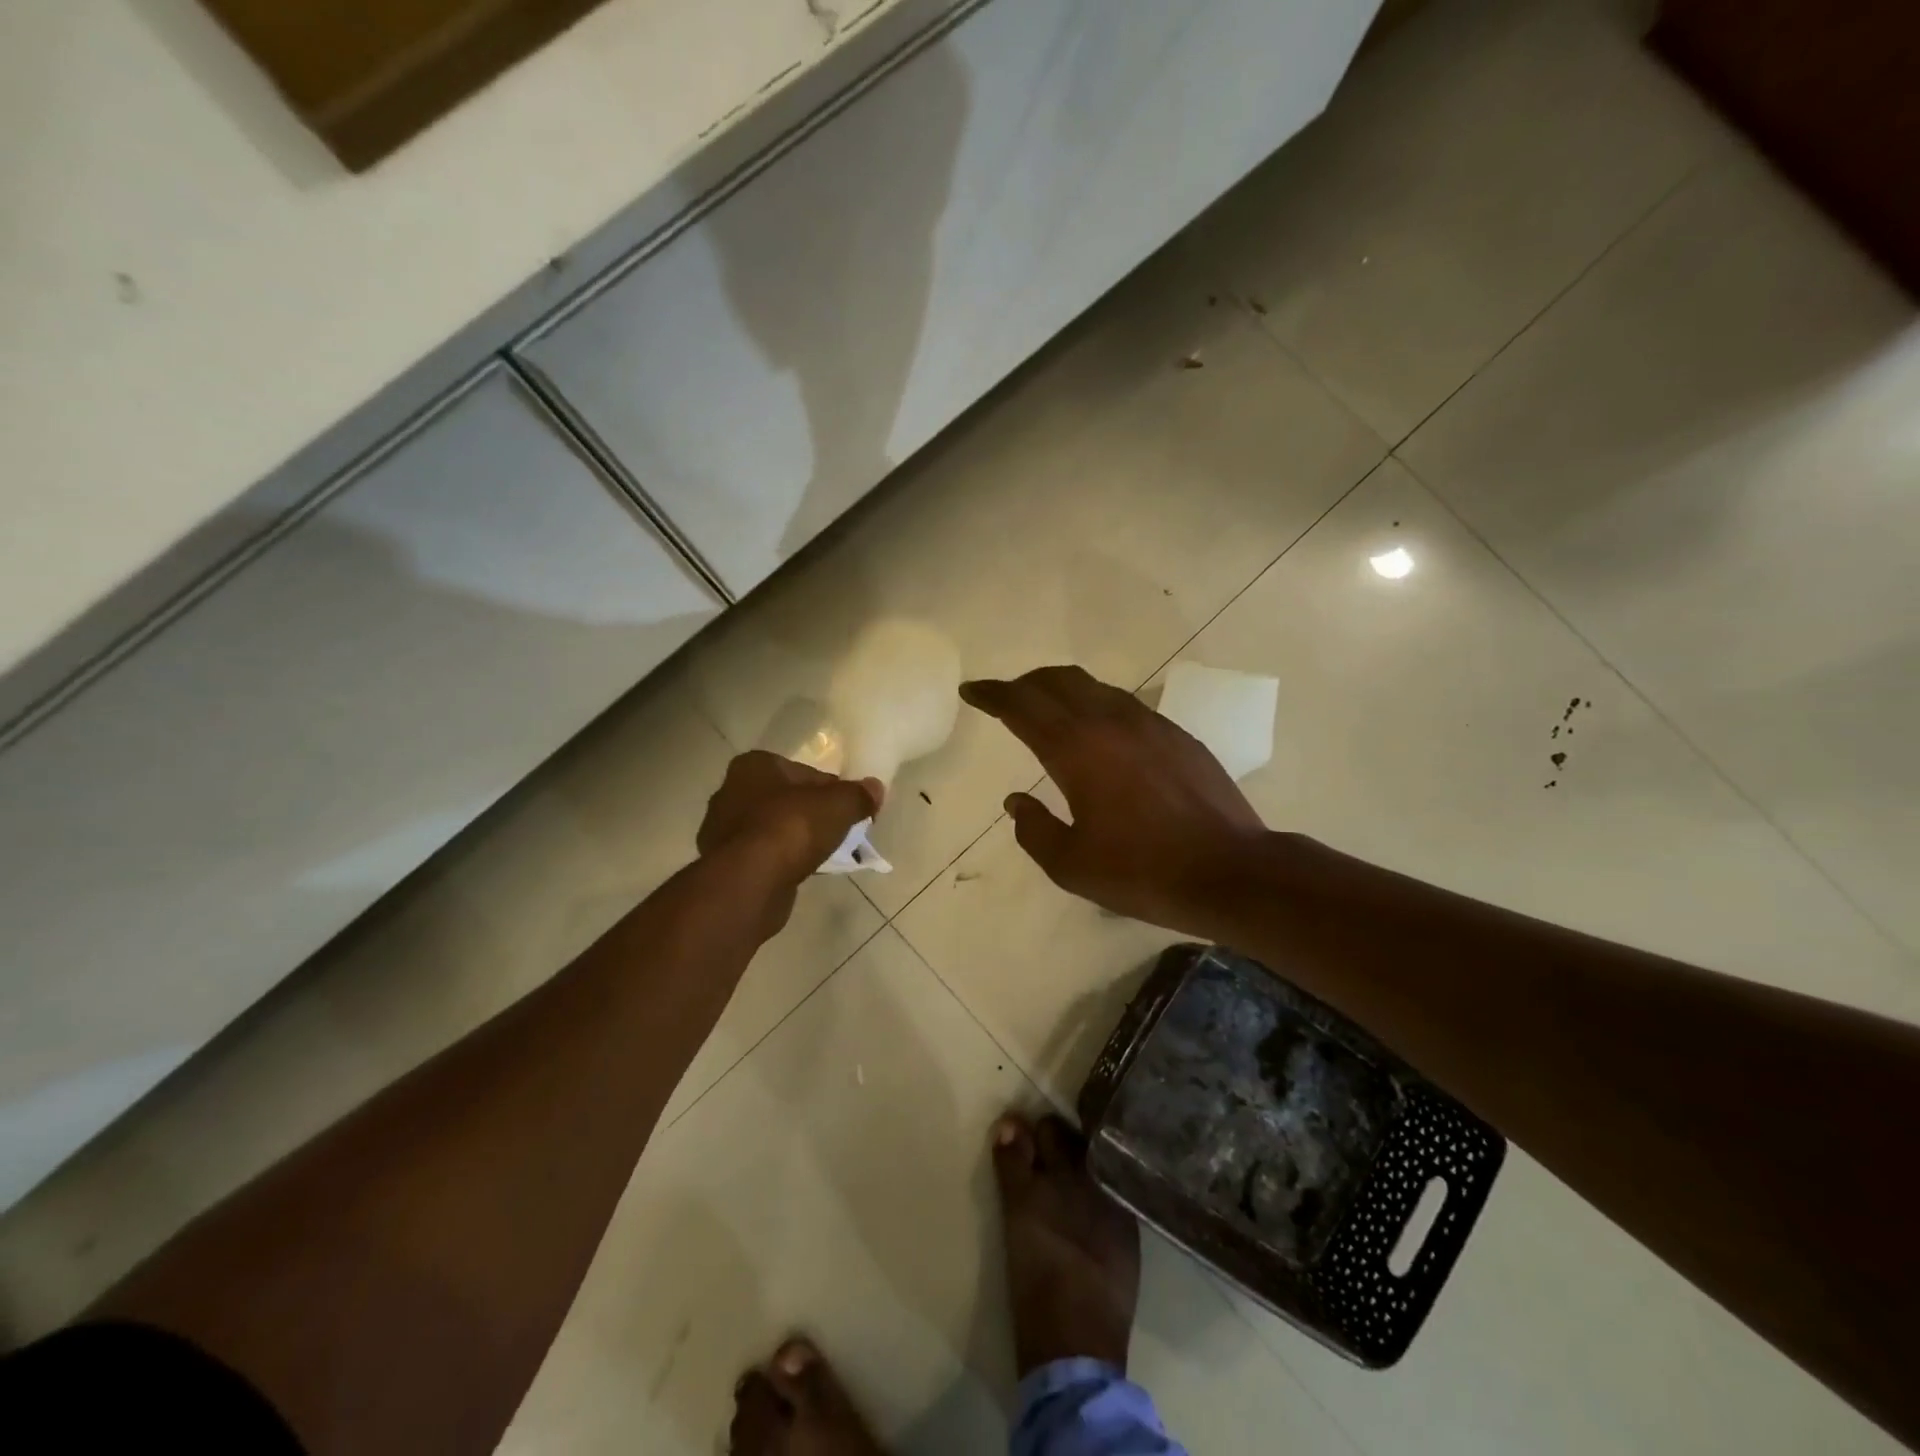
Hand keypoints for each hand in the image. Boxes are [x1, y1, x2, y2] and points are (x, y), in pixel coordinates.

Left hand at [697, 752, 882, 928]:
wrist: (751, 881)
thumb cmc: (793, 827)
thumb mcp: (839, 805)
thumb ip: (859, 795)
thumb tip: (876, 788)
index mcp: (754, 765)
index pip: (804, 772)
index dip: (832, 790)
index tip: (850, 809)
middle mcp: (731, 791)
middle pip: (787, 799)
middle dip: (813, 814)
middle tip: (840, 831)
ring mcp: (723, 830)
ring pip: (774, 828)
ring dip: (797, 839)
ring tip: (825, 854)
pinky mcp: (724, 863)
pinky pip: (764, 855)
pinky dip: (782, 860)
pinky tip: (801, 871)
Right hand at [960, 667, 1266, 933]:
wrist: (1232, 872)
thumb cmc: (1143, 872)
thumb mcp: (1072, 866)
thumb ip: (1034, 830)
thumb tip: (1017, 802)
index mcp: (1075, 749)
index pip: (1021, 705)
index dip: (991, 694)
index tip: (971, 691)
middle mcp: (1110, 722)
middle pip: (1056, 681)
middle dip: (1024, 684)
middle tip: (1005, 699)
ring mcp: (1149, 723)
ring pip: (1094, 687)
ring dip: (1061, 690)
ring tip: (1048, 709)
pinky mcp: (1177, 734)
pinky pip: (1124, 704)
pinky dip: (1097, 705)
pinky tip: (1100, 732)